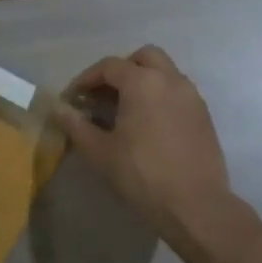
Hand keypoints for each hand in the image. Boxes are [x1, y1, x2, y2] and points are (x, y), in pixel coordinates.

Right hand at [52, 45, 232, 241]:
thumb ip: (75, 125)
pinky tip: (149, 124)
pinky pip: (178, 92)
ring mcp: (192, 96)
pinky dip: (161, 96)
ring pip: (165, 72)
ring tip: (126, 110)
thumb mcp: (99, 151)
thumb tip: (57, 108)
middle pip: (143, 57)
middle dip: (121, 70)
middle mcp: (170, 80)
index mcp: (142, 82)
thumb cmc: (141, 175)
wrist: (195, 205)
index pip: (109, 66)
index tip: (73, 98)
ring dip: (143, 81)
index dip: (86, 79)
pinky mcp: (204, 115)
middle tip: (104, 95)